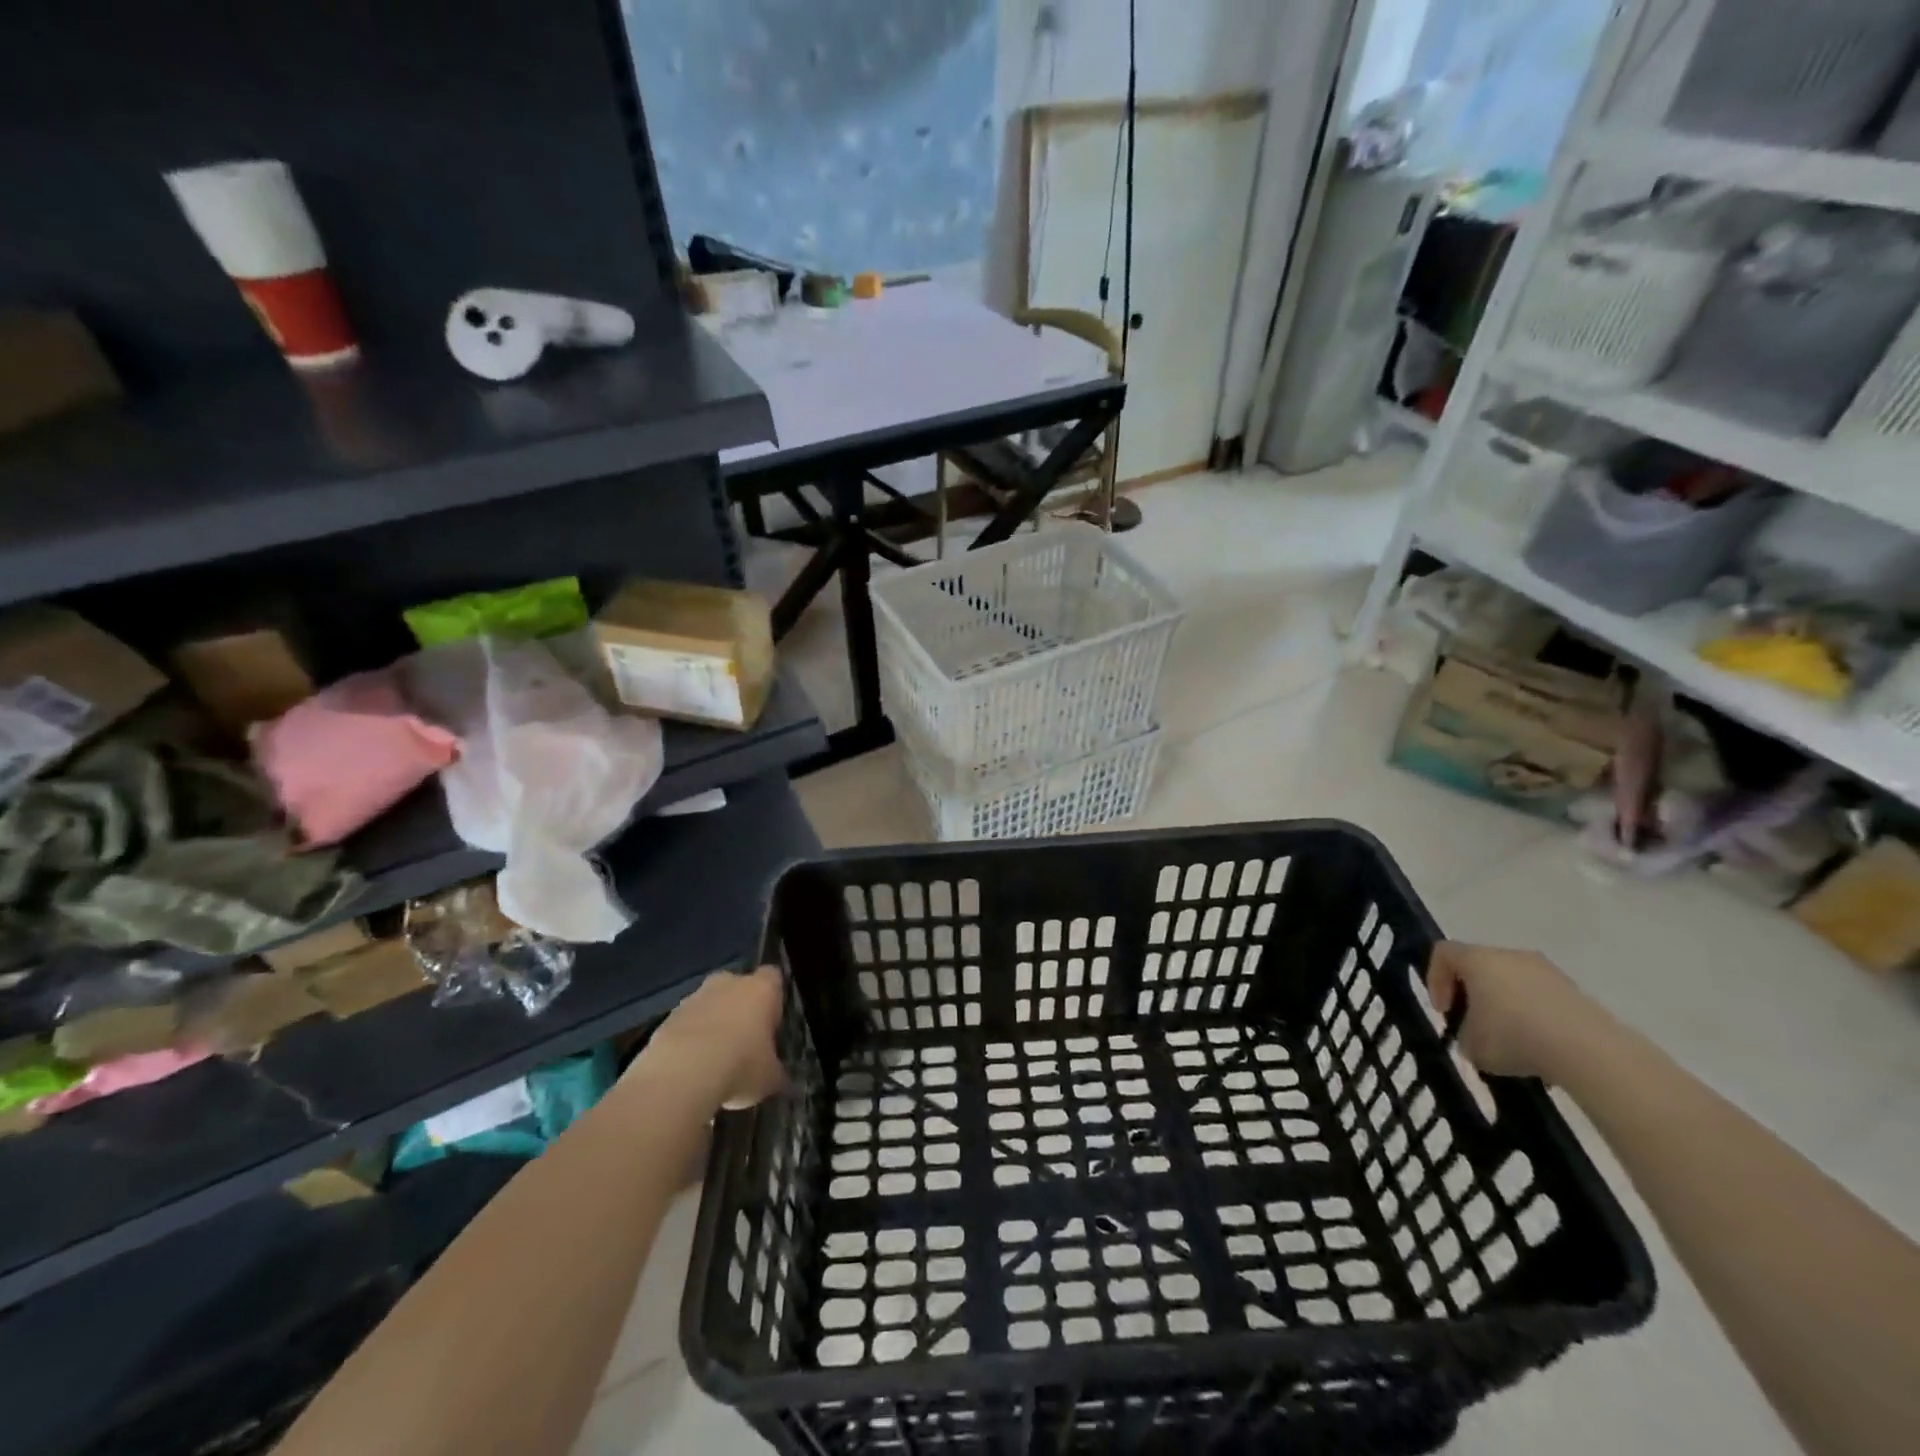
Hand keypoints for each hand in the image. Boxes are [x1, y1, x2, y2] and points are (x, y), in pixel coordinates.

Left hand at [635, 965, 786, 1111]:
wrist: (681, 1075)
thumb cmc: (740, 1066)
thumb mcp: (770, 1077)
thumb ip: (776, 1072)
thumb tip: (780, 1079)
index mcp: (761, 988)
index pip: (773, 978)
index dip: (773, 1000)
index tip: (772, 1025)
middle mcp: (728, 983)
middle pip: (737, 987)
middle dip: (739, 1009)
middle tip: (744, 1043)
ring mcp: (694, 997)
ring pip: (709, 1005)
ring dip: (711, 1026)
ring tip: (714, 1063)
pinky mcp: (666, 1018)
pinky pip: (685, 1025)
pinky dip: (688, 1042)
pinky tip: (691, 1070)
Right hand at [1426, 942, 1603, 1081]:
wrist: (1589, 1051)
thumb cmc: (1515, 1037)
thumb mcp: (1472, 1045)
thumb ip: (1463, 1035)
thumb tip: (1475, 1035)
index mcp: (1477, 959)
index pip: (1443, 953)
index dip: (1435, 979)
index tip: (1445, 1011)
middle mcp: (1510, 955)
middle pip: (1479, 965)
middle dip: (1472, 994)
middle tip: (1474, 1025)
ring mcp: (1546, 971)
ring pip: (1512, 981)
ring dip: (1504, 1005)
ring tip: (1511, 1041)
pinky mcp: (1574, 991)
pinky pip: (1541, 997)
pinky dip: (1534, 1016)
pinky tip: (1539, 1046)